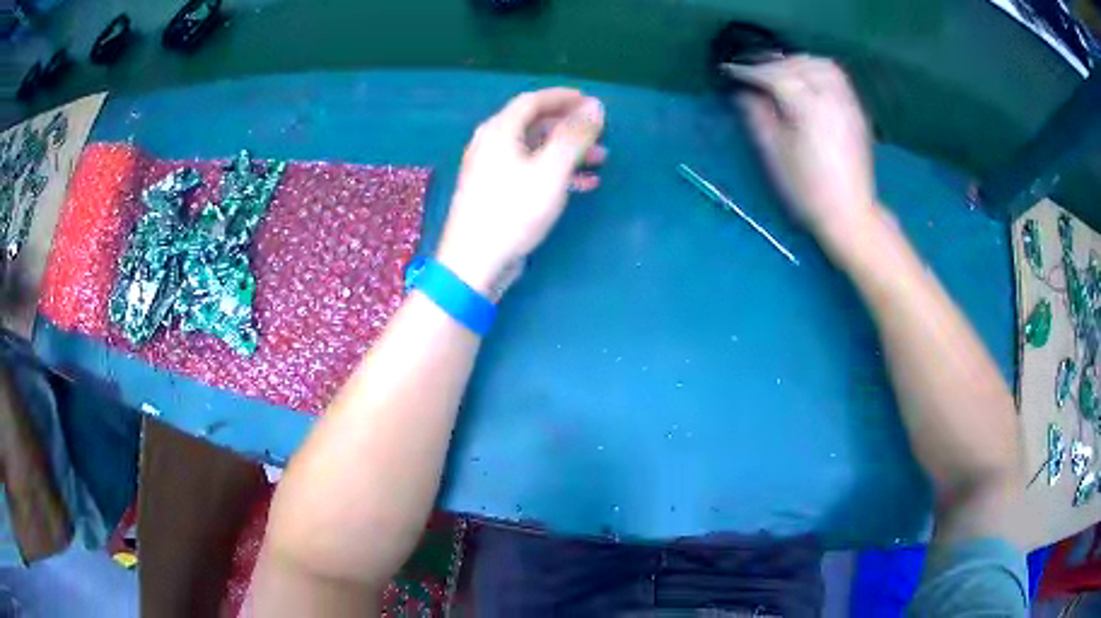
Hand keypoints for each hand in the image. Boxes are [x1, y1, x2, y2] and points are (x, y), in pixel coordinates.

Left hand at [436, 88, 605, 296]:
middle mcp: (492, 144)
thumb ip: (574, 136)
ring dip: (568, 152)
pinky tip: (583, 185)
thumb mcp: (551, 170)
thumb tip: (596, 106)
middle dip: (571, 127)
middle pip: (535, 124)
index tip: (590, 101)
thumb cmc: (513, 211)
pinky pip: (531, 171)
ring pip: (536, 149)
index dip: (563, 97)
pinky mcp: (496, 192)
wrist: (475, 262)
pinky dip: (557, 172)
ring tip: (601, 161)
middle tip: (600, 134)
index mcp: (500, 131)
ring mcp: (492, 169)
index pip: (533, 101)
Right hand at [723, 57, 877, 246]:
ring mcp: (847, 102)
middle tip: (754, 72)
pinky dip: (816, 70)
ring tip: (781, 72)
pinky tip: (806, 82)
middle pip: (799, 64)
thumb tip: (744, 92)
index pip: (774, 75)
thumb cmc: (807, 189)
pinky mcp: (856, 111)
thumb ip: (756, 115)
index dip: (748, 70)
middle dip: (773, 63)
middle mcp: (831, 96)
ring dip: (797, 62)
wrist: (850, 213)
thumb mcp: (774, 153)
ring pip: (821, 65)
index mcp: (808, 107)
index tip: (728, 70)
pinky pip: (836, 77)